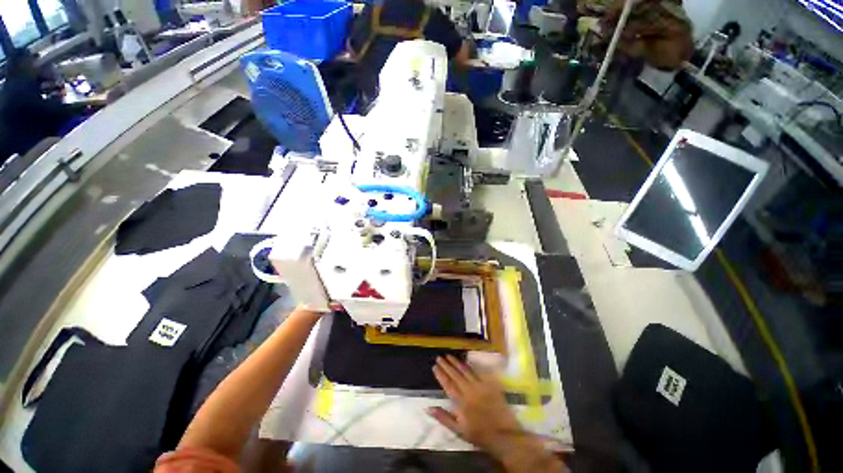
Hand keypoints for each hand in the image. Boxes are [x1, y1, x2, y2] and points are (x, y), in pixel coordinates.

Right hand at [428, 356, 520, 455]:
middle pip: (456, 375)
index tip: (434, 366)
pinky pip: (478, 372)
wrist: (503, 435)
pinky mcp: (490, 385)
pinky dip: (471, 366)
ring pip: (466, 371)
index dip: (440, 375)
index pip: (448, 384)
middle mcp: (469, 390)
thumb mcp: (458, 430)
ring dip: (457, 362)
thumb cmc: (479, 434)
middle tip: (439, 357)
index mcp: (461, 402)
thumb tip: (428, 407)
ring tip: (449, 356)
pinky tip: (466, 361)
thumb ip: (443, 417)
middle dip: (446, 365)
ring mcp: (480, 386)